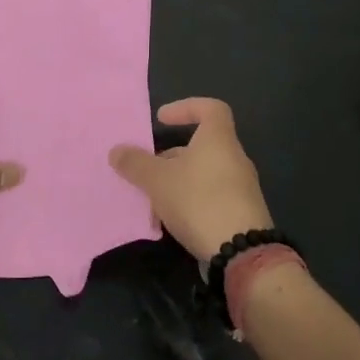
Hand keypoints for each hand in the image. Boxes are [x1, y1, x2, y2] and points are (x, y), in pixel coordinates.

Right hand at [108, 98, 271, 260]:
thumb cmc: (199, 201)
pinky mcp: (242, 212)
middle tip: (148, 168)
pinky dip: (191, 200)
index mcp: (218, 140)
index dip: (186, 107)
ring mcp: (241, 187)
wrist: (241, 252)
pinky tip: (171, 220)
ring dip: (178, 181)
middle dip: (172, 155)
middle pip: (202, 145)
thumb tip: (117, 150)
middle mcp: (234, 158)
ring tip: (153, 198)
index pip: (210, 108)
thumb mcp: (158, 180)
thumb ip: (136, 163)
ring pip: (204, 173)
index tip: (162, 119)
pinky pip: (212, 195)